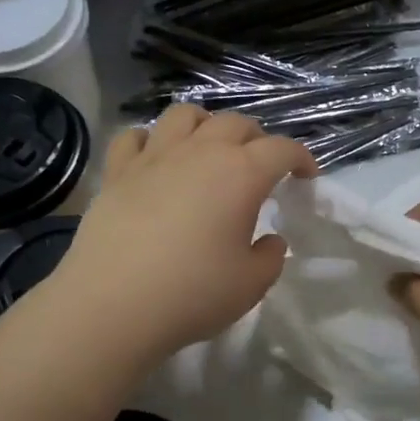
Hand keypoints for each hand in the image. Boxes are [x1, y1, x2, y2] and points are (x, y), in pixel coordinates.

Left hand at [49, 105, 315, 363]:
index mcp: (241, 174)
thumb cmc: (193, 294)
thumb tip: (269, 240)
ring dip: (205, 126)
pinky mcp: (117, 172)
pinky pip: (134, 137)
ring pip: (184, 115)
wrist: (112, 305)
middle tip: (260, 166)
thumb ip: (270, 257)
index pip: (282, 149)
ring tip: (208, 150)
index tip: (306, 176)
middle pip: (236, 123)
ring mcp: (154, 157)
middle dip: (257, 139)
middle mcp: (200, 152)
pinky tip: (155, 159)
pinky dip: (150, 140)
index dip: (301, 158)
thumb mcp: (251, 284)